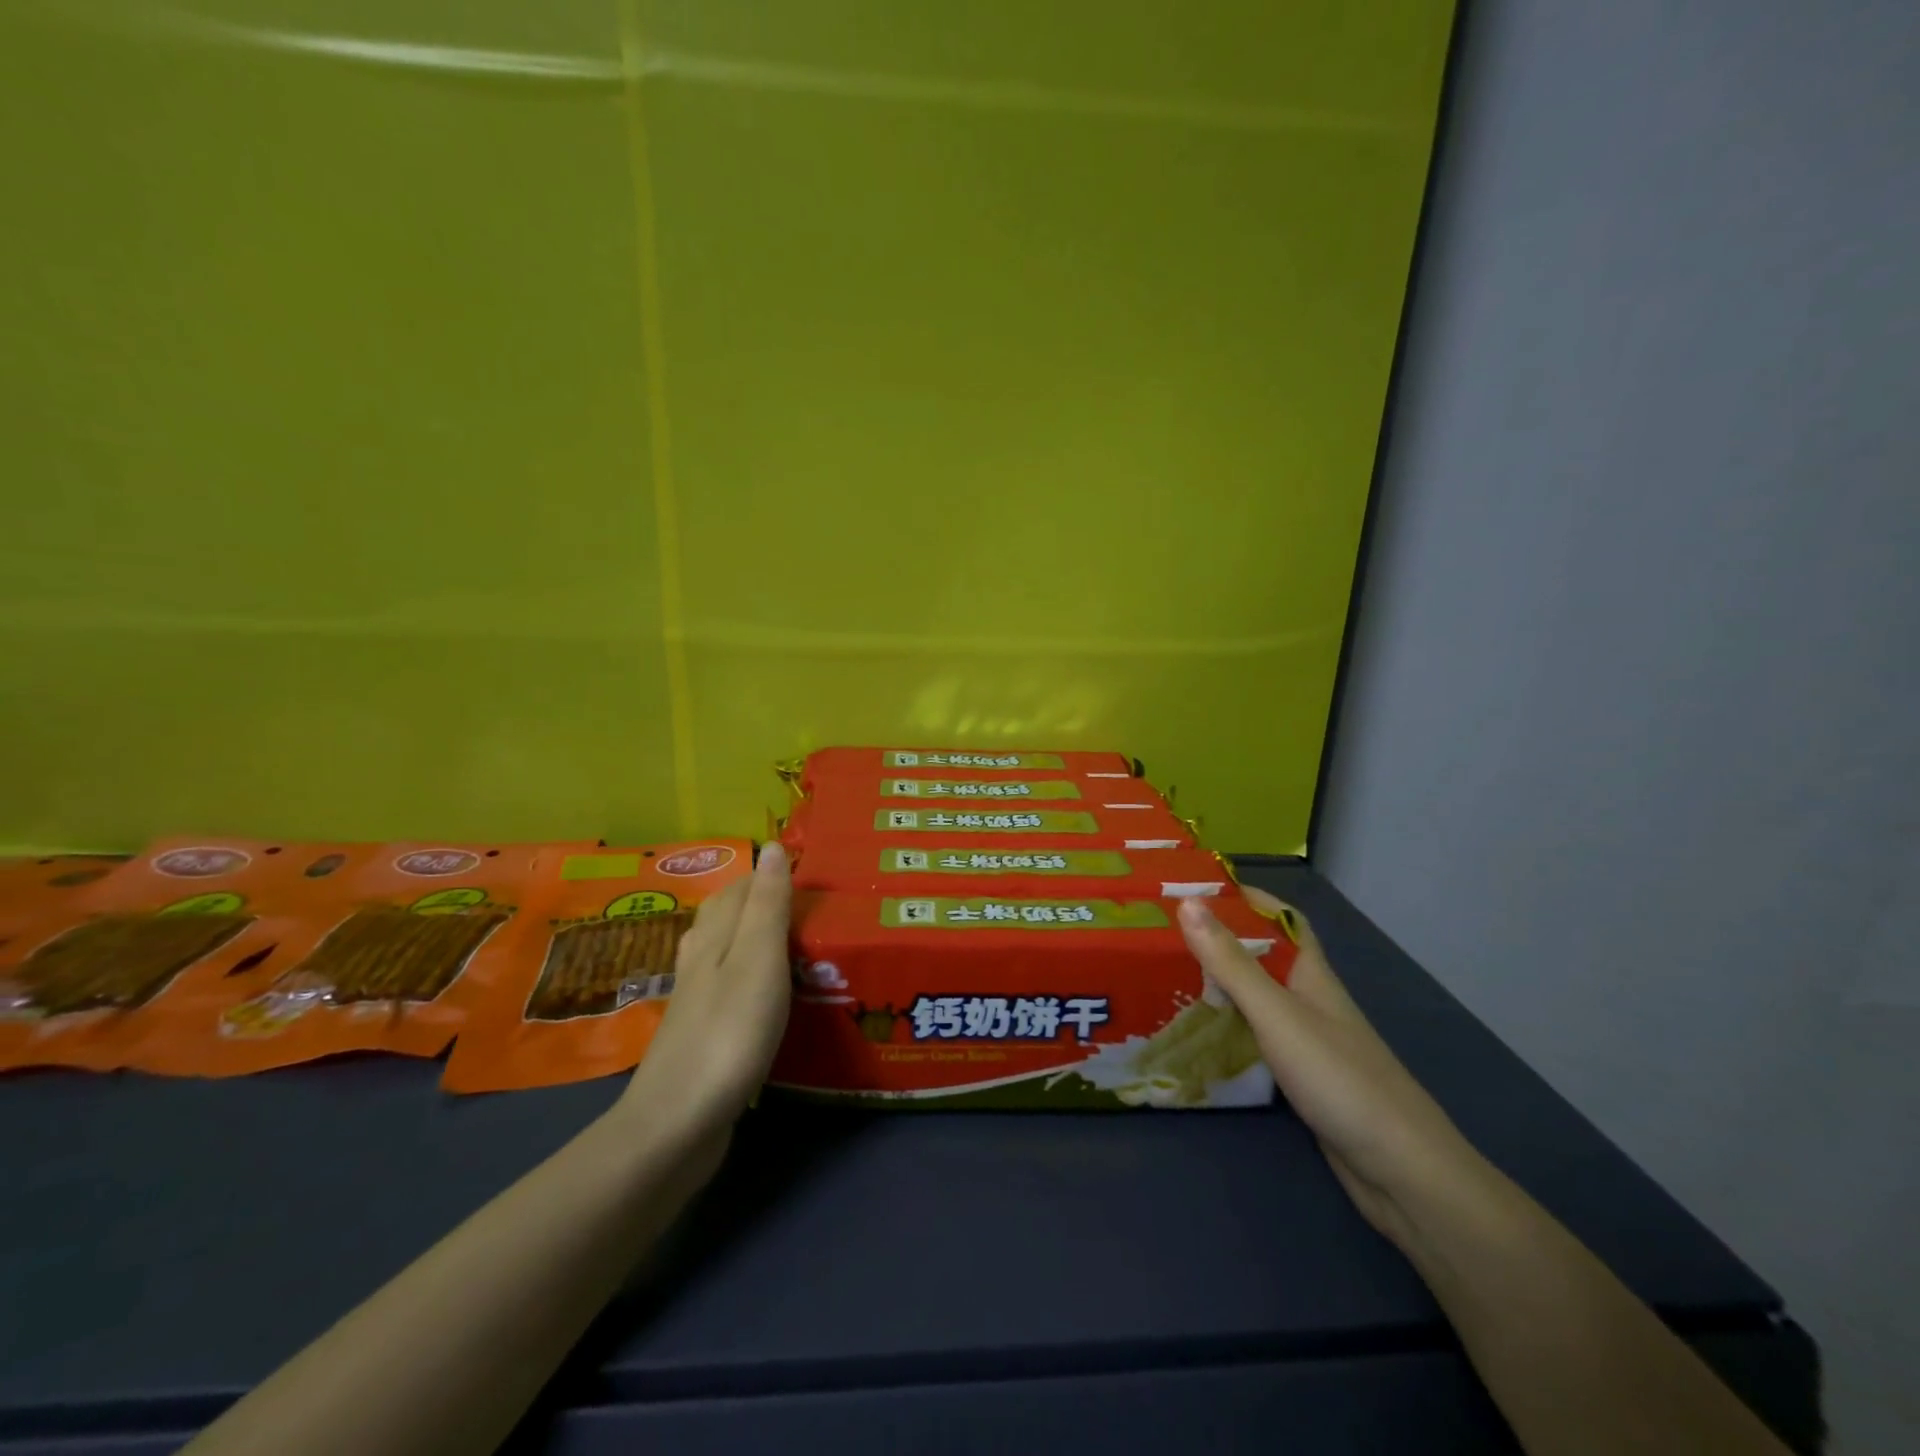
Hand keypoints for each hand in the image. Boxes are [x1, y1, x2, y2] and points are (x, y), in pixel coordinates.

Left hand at [619, 843, 792, 1130]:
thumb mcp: (758, 959)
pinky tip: (766, 996)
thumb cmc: (728, 1032)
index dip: (774, 874)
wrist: (677, 1123)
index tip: (815, 875)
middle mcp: (700, 959)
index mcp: (715, 935)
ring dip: (756, 940)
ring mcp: (697, 1000)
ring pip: (726, 951)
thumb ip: (768, 905)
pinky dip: (752, 980)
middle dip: (765, 903)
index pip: (743, 886)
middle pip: (730, 915)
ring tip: (794, 944)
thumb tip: (772, 845)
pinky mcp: (702, 1035)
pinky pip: (729, 989)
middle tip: (813, 909)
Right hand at [1177, 888, 1487, 1249]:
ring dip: (1222, 984)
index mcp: (1311, 974)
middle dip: (1222, 941)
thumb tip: (1188, 902)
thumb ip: (1231, 962)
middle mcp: (1310, 999)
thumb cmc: (1339, 1078)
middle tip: (1166, 935)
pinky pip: (1258, 1037)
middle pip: (1265, 957)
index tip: (1199, 888)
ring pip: (1259, 998)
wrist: (1401, 1171)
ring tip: (1170, 978)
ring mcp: (1309, 1041)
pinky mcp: (1303, 1077)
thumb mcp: (1276, 1013)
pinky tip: (1202, 1036)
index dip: (1248, 898)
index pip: (1283, 919)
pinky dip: (1230, 1028)